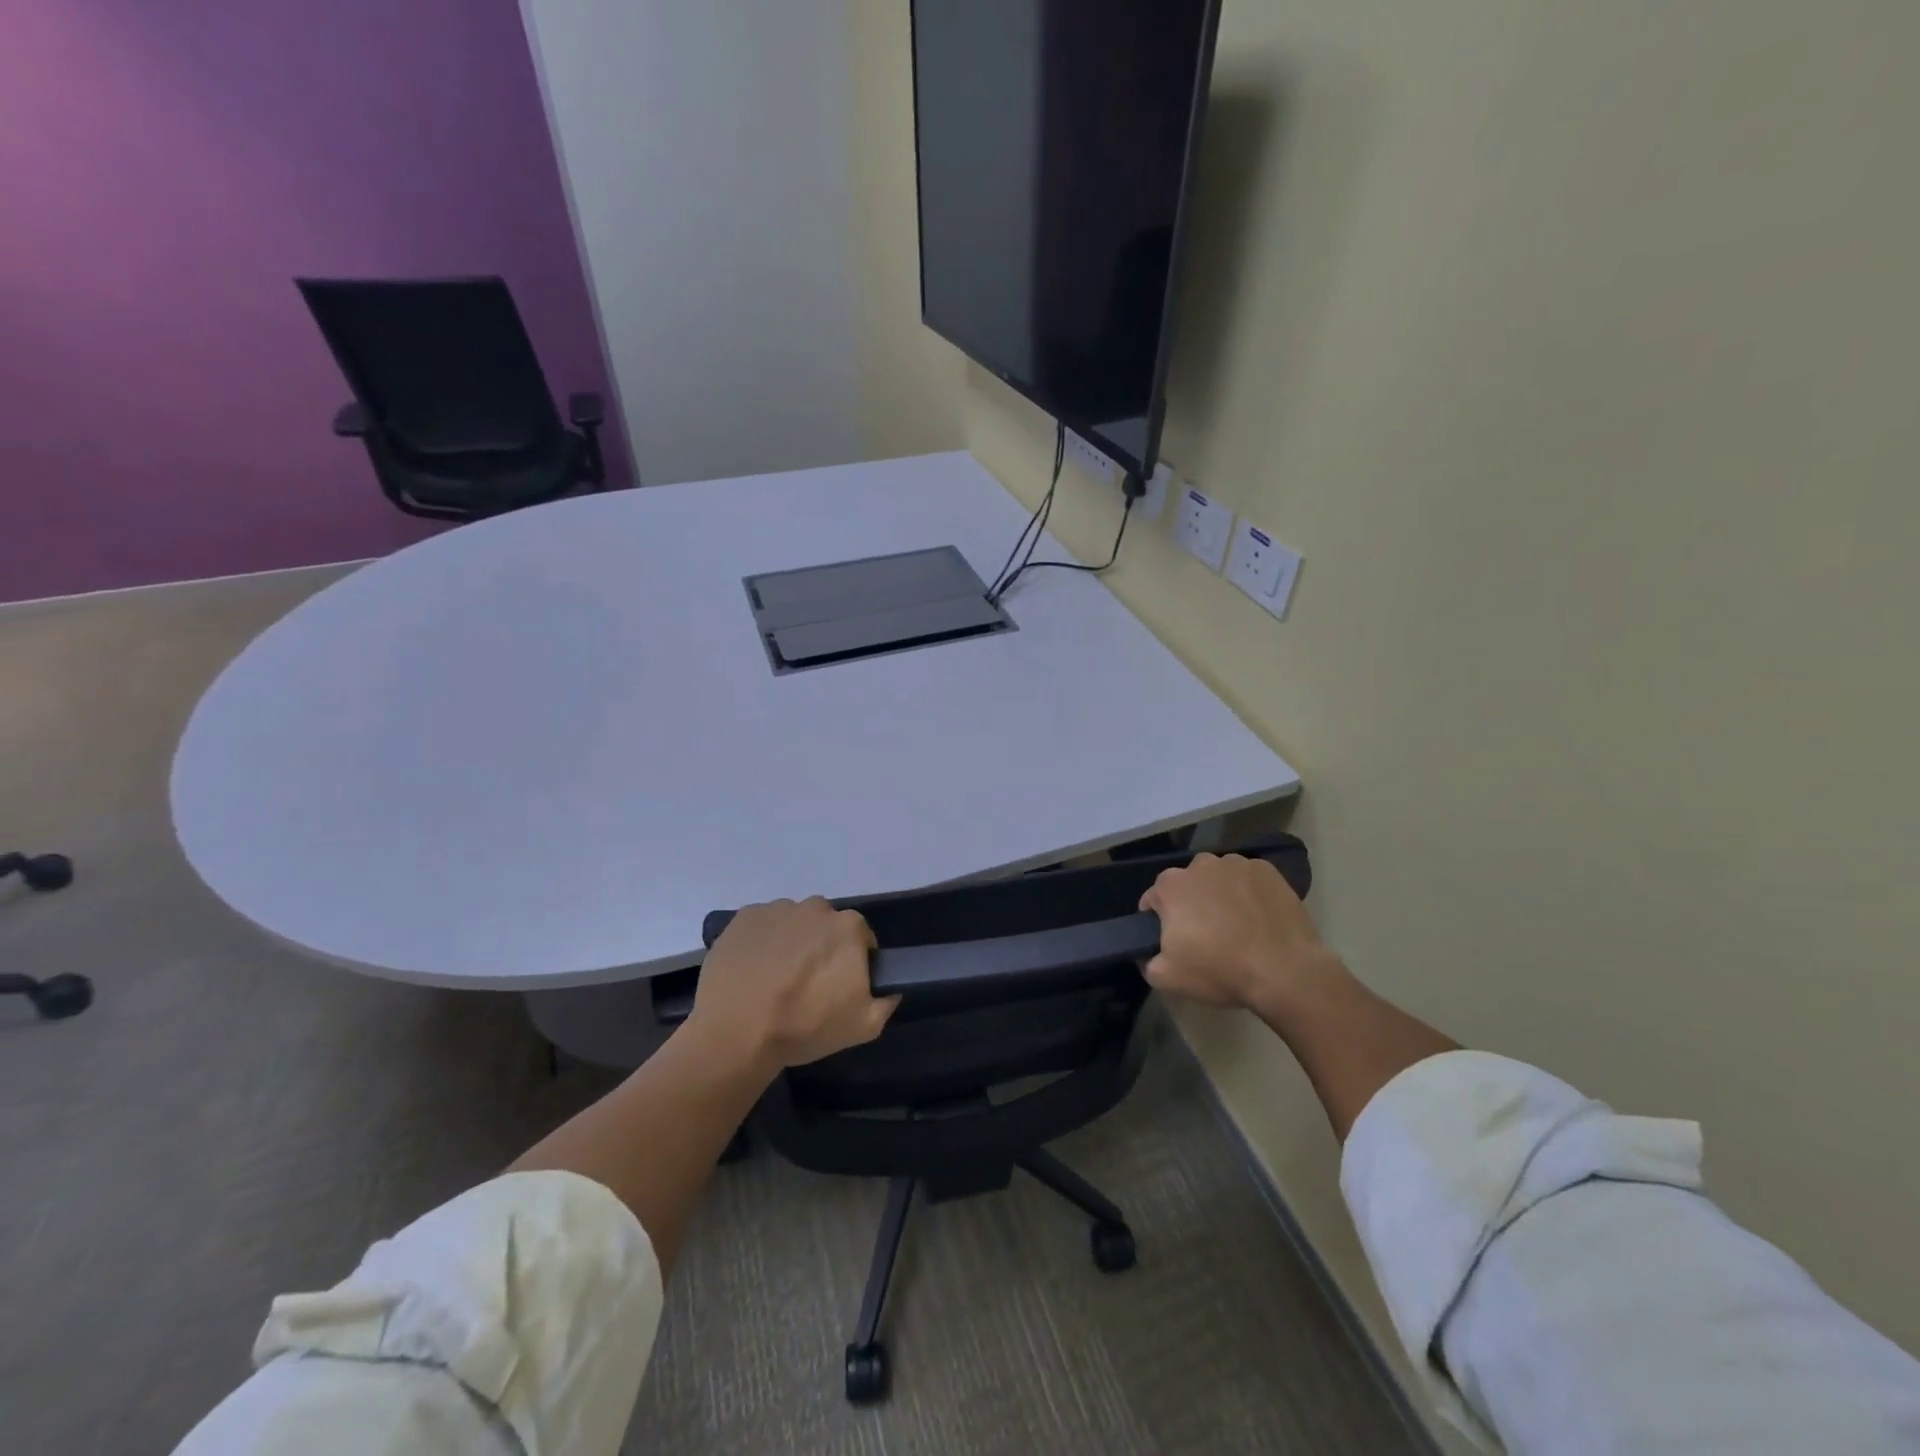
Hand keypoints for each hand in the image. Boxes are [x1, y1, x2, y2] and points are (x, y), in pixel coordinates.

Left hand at [686, 898, 900, 1071]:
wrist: (736, 1033)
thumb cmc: (805, 1027)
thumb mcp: (863, 1026)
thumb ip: (886, 1003)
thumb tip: (891, 990)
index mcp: (848, 927)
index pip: (861, 937)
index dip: (853, 961)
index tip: (840, 985)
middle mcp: (815, 908)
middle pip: (825, 925)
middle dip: (821, 947)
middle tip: (807, 982)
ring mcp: (777, 909)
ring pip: (792, 922)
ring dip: (790, 942)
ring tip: (775, 978)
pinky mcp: (743, 917)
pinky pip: (761, 925)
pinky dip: (761, 941)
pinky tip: (752, 970)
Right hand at [1139, 853, 1347, 1019]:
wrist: (1285, 971)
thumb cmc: (1219, 970)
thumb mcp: (1167, 978)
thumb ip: (1146, 961)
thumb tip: (1147, 954)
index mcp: (1170, 885)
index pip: (1154, 899)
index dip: (1159, 921)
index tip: (1172, 941)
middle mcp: (1200, 864)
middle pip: (1187, 885)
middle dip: (1191, 904)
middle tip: (1205, 936)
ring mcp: (1237, 864)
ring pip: (1219, 879)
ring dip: (1220, 896)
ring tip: (1237, 927)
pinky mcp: (1268, 871)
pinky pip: (1249, 880)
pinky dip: (1249, 893)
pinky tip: (1259, 919)